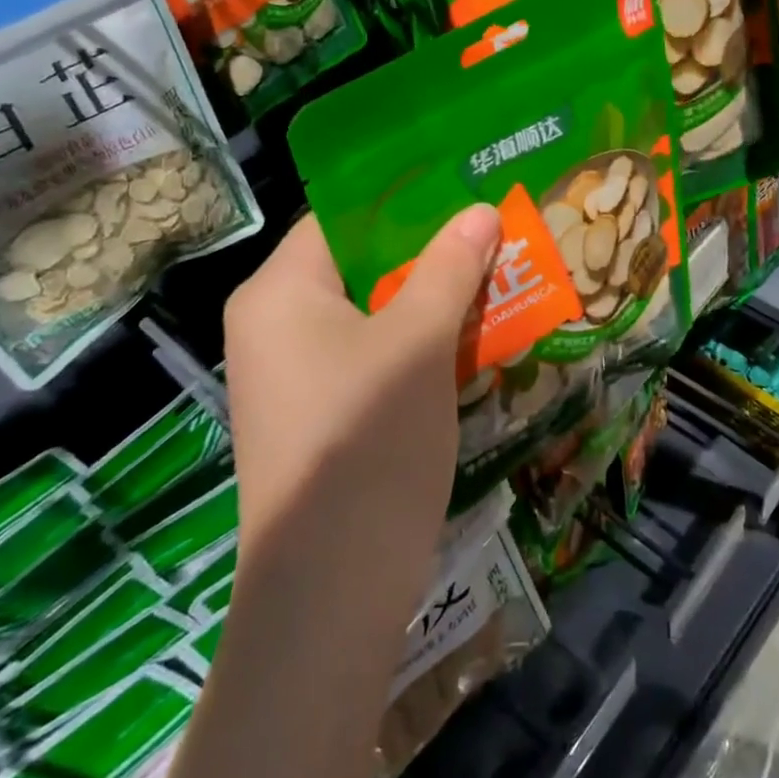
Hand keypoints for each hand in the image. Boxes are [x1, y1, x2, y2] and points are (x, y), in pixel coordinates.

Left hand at [222, 207, 500, 613]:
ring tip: (500, 271)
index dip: (405, 198)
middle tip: (495, 227)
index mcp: (280, 292)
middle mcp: (278, 326)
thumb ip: (449, 268)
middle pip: (363, 265)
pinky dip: (423, 342)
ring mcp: (300, 375)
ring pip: (376, 313)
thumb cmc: (366, 441)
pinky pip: (377, 356)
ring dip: (436, 297)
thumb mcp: (417, 343)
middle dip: (432, 250)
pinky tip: (478, 335)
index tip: (464, 184)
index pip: (342, 217)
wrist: (329, 593)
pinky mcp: (325, 415)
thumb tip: (478, 210)